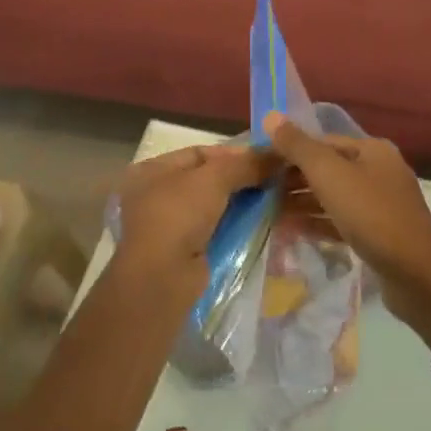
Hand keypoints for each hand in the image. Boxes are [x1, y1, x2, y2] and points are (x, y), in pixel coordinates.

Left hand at [113, 144, 275, 283]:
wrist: (162, 278)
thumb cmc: (178, 215)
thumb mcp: (213, 179)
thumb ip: (245, 164)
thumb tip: (278, 154)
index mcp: (152, 170)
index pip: (199, 153)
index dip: (234, 154)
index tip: (268, 158)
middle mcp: (156, 195)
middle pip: (208, 180)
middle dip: (242, 179)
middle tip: (276, 180)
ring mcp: (169, 226)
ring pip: (214, 207)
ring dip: (242, 204)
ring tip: (276, 200)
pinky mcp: (185, 252)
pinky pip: (216, 231)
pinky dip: (236, 227)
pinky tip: (262, 224)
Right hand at [264, 117, 430, 346]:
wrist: (416, 275)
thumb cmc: (371, 215)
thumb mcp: (329, 175)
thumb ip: (298, 146)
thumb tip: (271, 116)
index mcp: (372, 150)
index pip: (322, 141)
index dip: (289, 149)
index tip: (259, 164)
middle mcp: (379, 171)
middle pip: (328, 168)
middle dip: (293, 178)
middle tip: (259, 189)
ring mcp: (381, 204)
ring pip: (333, 196)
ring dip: (302, 201)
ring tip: (269, 210)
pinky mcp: (378, 234)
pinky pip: (340, 221)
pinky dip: (317, 222)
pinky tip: (291, 229)